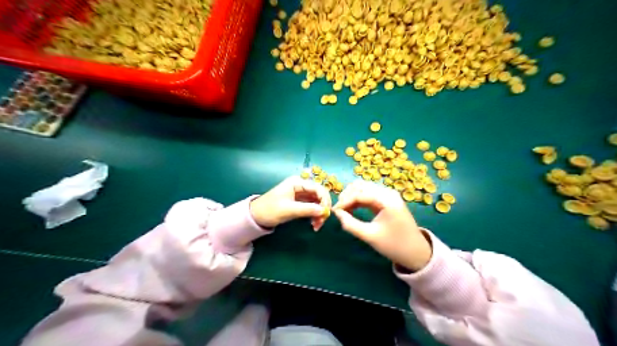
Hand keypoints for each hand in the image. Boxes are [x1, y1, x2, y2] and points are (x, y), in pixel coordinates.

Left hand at [249, 177, 332, 230]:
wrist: (256, 217)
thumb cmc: (270, 210)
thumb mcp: (289, 210)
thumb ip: (307, 209)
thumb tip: (324, 211)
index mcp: (297, 182)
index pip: (318, 188)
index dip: (324, 199)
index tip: (326, 213)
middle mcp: (301, 186)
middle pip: (319, 195)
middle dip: (323, 208)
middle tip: (322, 221)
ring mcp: (300, 194)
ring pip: (317, 202)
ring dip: (319, 213)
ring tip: (317, 226)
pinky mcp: (300, 202)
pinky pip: (312, 207)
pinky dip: (315, 215)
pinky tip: (314, 224)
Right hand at [333, 180, 432, 271]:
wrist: (416, 252)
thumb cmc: (394, 245)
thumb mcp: (370, 236)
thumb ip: (351, 224)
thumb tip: (336, 213)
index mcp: (386, 200)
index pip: (359, 193)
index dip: (344, 201)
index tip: (334, 211)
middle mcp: (387, 192)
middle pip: (361, 185)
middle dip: (347, 195)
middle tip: (339, 210)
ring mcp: (388, 194)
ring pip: (364, 188)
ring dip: (351, 196)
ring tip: (344, 211)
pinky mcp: (387, 199)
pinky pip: (368, 194)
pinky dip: (358, 199)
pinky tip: (352, 209)